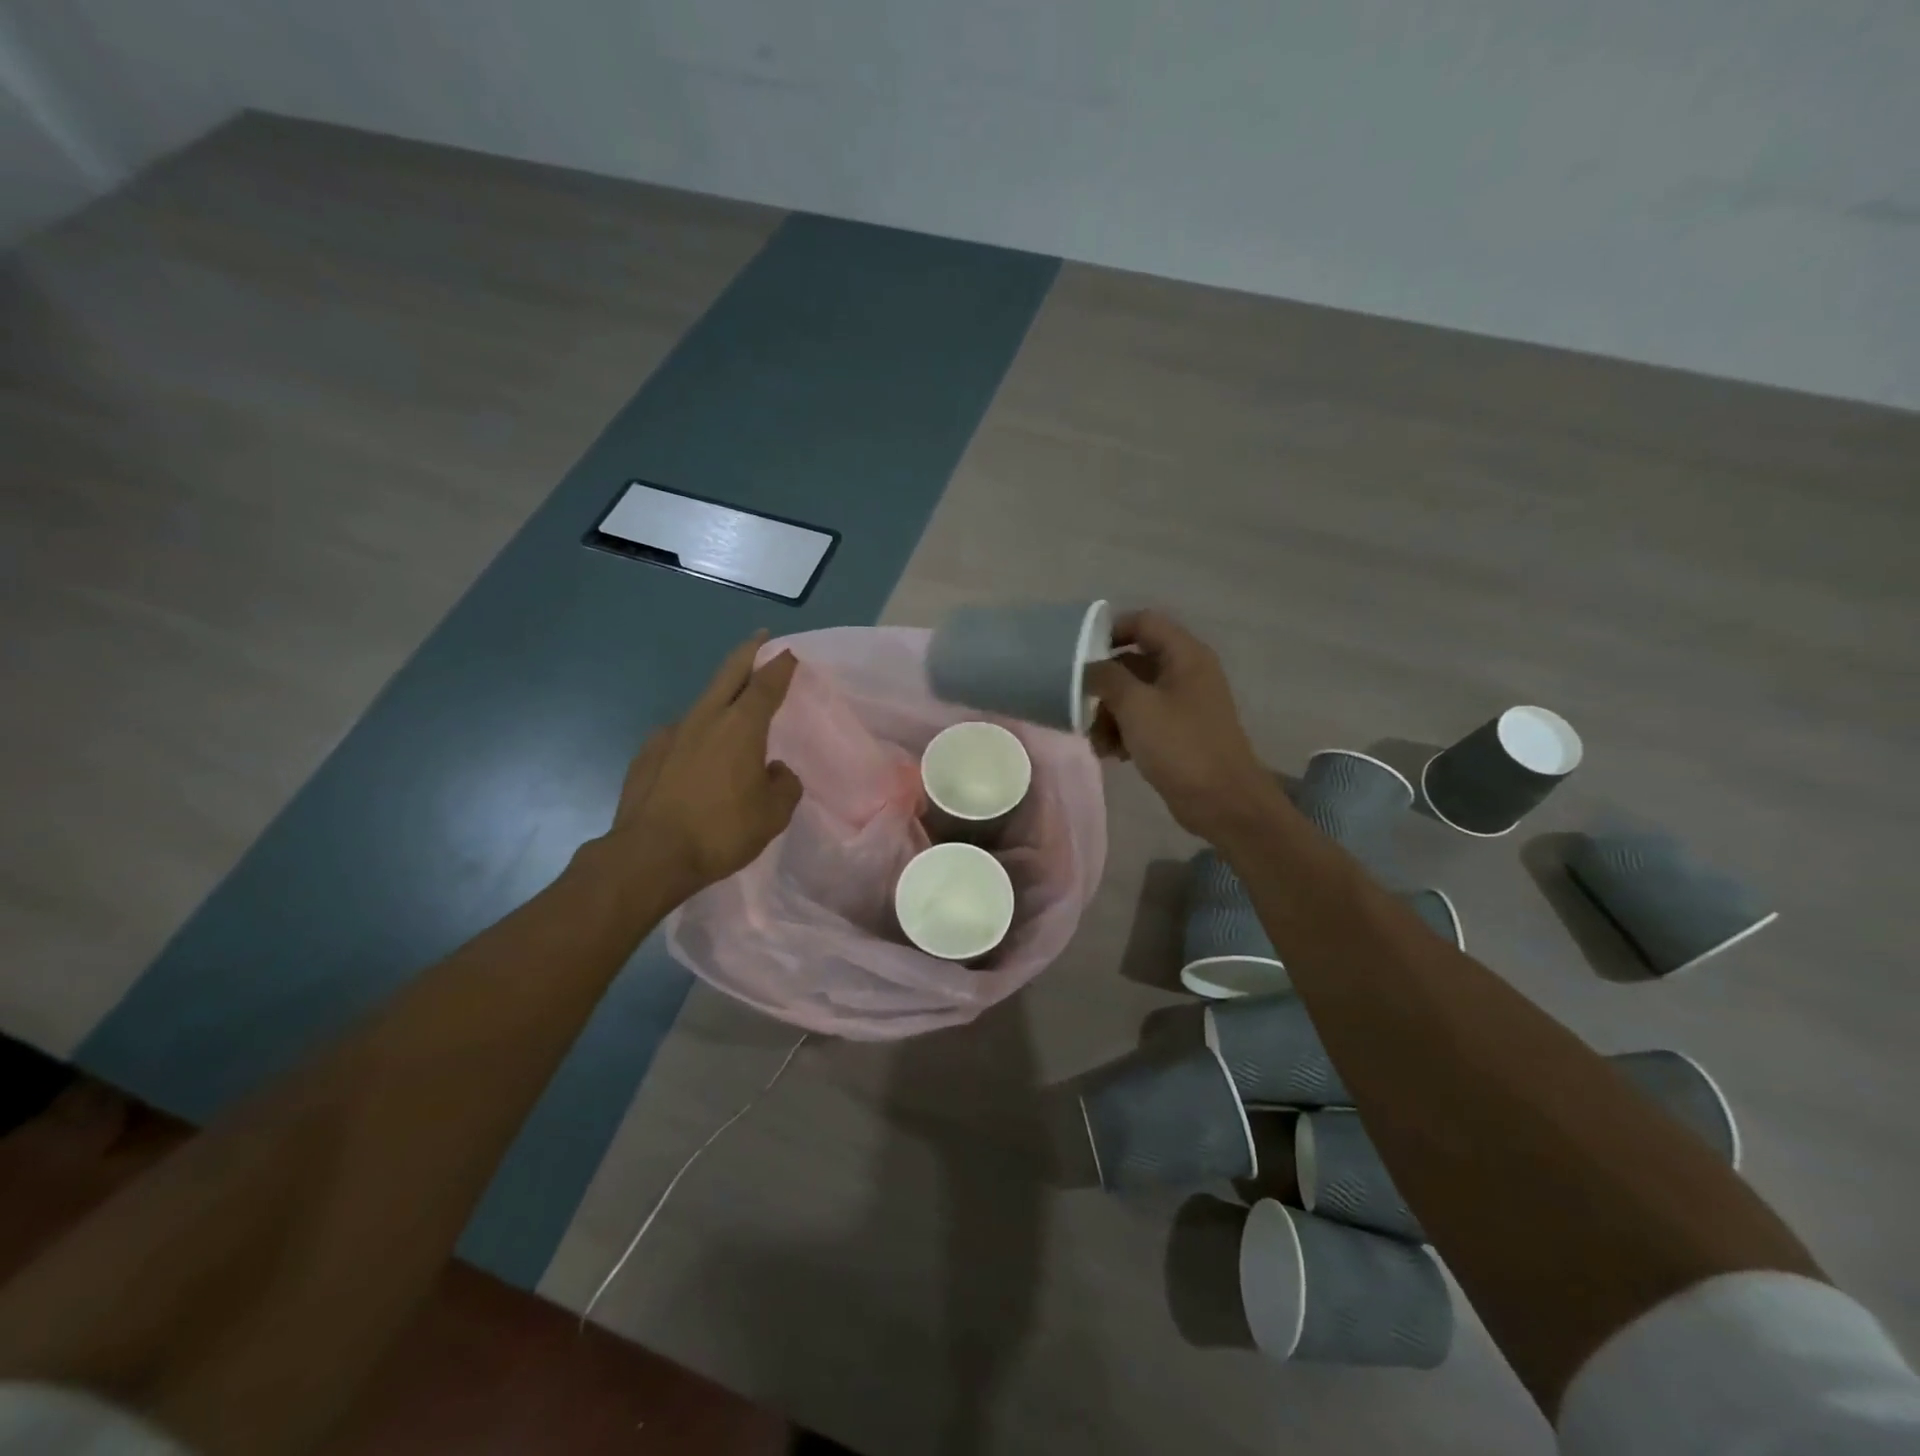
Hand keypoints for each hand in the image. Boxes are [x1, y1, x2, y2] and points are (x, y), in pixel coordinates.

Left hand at [605, 632, 802, 896]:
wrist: (650, 855)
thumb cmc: (721, 831)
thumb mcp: (773, 815)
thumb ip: (784, 785)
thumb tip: (776, 771)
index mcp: (741, 727)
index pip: (767, 684)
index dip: (781, 665)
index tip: (790, 652)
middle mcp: (706, 719)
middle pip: (729, 673)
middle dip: (748, 653)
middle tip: (761, 639)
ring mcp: (671, 733)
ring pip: (703, 703)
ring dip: (721, 697)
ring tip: (733, 712)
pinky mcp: (647, 753)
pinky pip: (681, 735)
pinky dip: (696, 735)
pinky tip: (697, 757)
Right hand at [1085, 610, 1276, 837]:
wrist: (1223, 802)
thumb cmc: (1181, 746)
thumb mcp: (1136, 706)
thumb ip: (1106, 678)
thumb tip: (1088, 668)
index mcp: (1185, 655)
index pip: (1143, 622)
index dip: (1110, 631)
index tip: (1079, 655)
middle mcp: (1186, 673)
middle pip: (1133, 662)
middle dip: (1104, 685)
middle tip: (1080, 706)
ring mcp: (1183, 704)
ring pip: (1134, 695)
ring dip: (1109, 714)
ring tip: (1096, 741)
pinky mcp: (1178, 733)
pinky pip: (1143, 720)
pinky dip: (1124, 732)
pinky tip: (1111, 754)